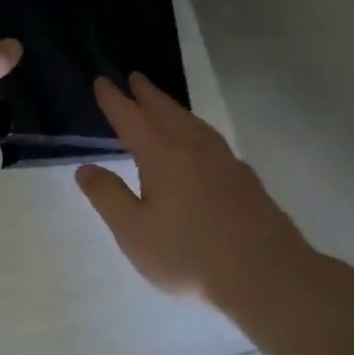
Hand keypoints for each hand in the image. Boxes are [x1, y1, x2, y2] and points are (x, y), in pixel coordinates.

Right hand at [76, 73, 315, 304]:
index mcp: (163, 157)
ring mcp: (226, 163)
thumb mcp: (134, 232)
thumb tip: (86, 168)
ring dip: (175, 109)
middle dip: (148, 95)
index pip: (132, 119)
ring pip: (195, 124)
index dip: (115, 100)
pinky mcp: (246, 181)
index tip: (102, 81)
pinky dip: (197, 130)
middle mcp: (195, 150)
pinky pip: (213, 141)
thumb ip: (108, 197)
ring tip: (165, 105)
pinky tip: (201, 145)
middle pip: (168, 113)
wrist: (267, 276)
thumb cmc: (189, 256)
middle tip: (135, 78)